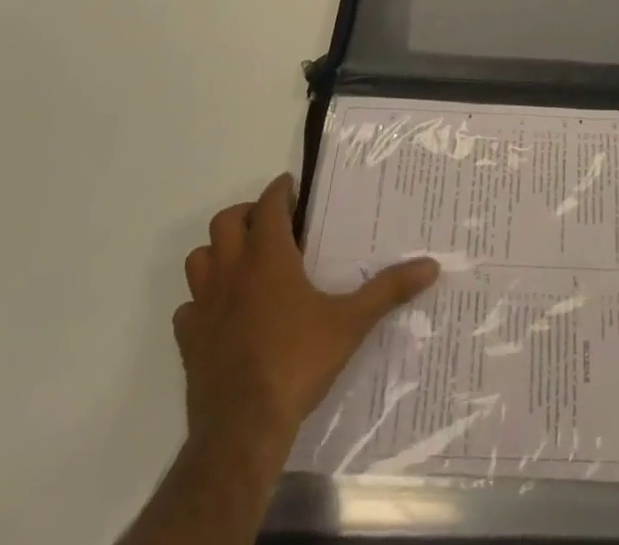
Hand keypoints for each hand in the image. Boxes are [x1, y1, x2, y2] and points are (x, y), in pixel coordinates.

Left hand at [172, 173, 440, 457]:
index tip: (292, 187)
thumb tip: (431, 266)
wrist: (242, 430)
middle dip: (246, 214)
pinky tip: (222, 314)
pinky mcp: (189, 341)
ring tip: (243, 261)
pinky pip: (187, 308)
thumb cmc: (297, 362)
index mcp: (268, 257)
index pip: (268, 204)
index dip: (279, 190)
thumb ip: (388, 290)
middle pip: (225, 222)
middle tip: (271, 223)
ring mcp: (205, 306)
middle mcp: (232, 271)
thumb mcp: (350, 323)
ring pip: (198, 259)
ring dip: (217, 252)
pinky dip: (201, 302)